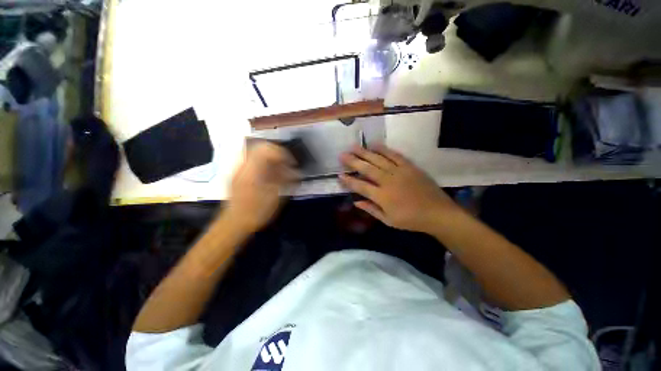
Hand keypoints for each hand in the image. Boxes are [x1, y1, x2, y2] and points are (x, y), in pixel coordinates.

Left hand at [225, 142, 298, 232]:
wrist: (233, 224)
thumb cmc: (255, 213)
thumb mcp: (274, 197)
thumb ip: (284, 180)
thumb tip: (294, 170)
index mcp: (252, 171)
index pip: (266, 149)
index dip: (282, 153)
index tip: (291, 163)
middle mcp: (243, 166)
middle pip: (261, 148)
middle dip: (277, 155)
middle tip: (286, 166)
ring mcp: (239, 169)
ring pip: (257, 154)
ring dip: (271, 160)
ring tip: (280, 172)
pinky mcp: (239, 174)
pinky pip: (253, 162)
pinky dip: (265, 165)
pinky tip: (270, 176)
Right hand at [339, 145, 459, 233]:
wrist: (437, 213)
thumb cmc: (411, 220)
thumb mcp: (388, 220)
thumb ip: (371, 209)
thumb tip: (355, 202)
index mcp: (382, 197)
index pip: (360, 186)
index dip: (349, 181)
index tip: (339, 175)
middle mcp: (388, 181)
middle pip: (367, 169)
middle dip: (353, 161)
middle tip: (342, 154)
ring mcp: (399, 172)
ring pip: (378, 159)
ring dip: (365, 152)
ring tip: (354, 146)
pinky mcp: (409, 166)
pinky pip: (395, 155)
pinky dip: (384, 149)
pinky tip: (375, 145)